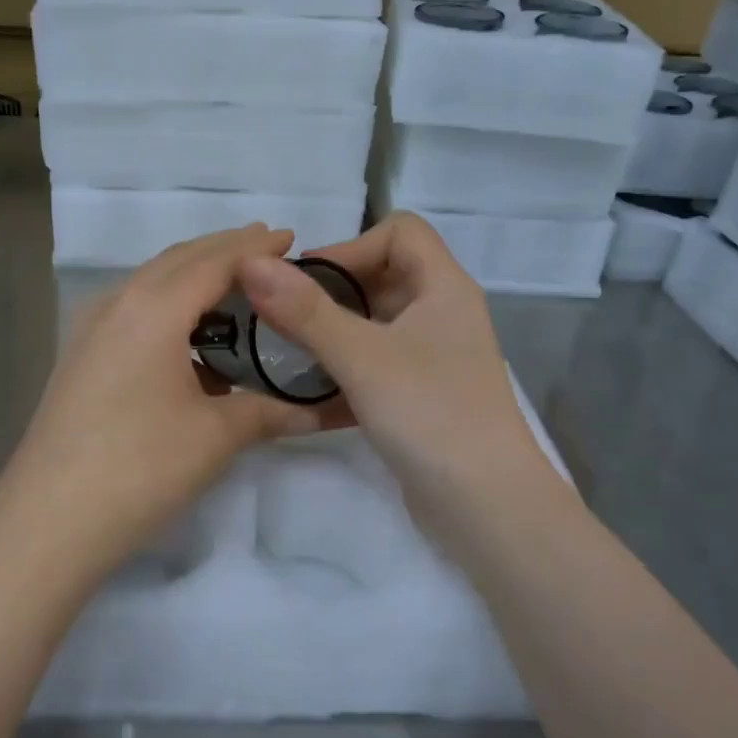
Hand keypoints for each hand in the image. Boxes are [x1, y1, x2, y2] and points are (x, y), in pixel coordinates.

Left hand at [0, 225, 341, 597]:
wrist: (48, 520)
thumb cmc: (140, 468)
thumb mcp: (215, 436)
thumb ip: (267, 411)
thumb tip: (316, 410)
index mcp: (154, 308)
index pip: (215, 261)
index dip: (256, 248)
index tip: (292, 238)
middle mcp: (118, 304)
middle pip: (178, 260)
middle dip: (224, 250)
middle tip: (268, 251)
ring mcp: (90, 330)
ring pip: (150, 283)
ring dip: (193, 275)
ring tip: (233, 286)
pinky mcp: (79, 357)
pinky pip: (132, 310)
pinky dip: (168, 305)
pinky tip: (187, 335)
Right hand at [235, 213, 558, 545]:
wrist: (486, 506)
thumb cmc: (430, 414)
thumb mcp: (362, 356)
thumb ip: (306, 310)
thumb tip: (251, 262)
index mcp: (443, 287)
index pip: (399, 232)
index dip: (350, 247)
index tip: (305, 282)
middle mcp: (443, 315)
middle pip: (382, 277)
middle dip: (331, 292)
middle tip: (283, 317)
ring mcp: (434, 359)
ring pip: (376, 326)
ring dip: (333, 334)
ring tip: (288, 353)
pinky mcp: (422, 398)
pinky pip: (377, 367)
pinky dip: (345, 372)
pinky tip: (309, 397)